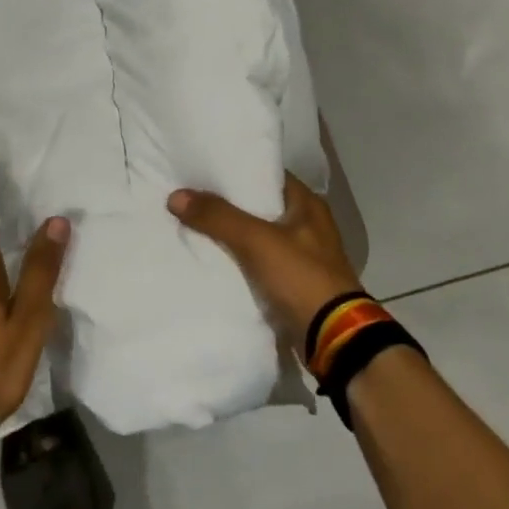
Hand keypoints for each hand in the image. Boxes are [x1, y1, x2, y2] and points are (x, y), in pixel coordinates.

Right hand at [168, 173, 363, 348]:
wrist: (332, 338)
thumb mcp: (257, 241)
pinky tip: (210, 258)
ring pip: (257, 236)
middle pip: (259, 206)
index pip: (267, 175)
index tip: (203, 170)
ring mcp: (301, 256)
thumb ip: (217, 217)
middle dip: (227, 204)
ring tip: (192, 224)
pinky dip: (237, 261)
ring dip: (231, 234)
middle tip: (190, 196)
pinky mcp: (293, 283)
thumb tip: (175, 196)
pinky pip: (258, 264)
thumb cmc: (301, 277)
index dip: (237, 171)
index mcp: (308, 205)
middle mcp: (307, 225)